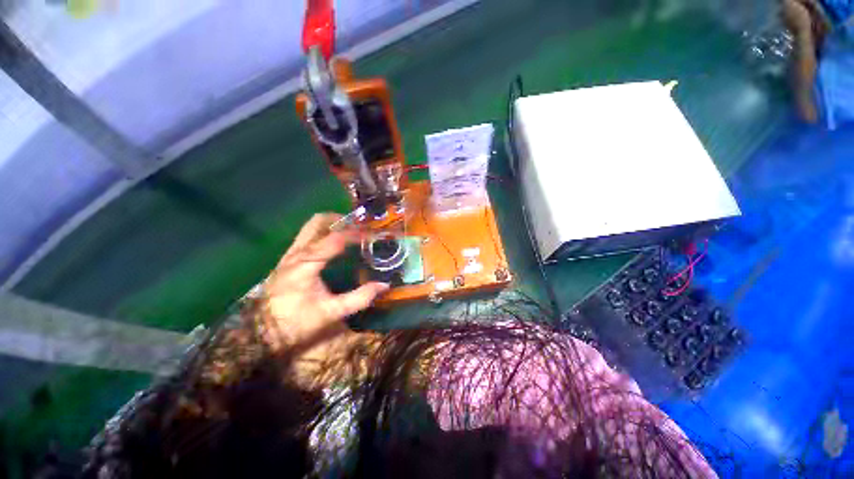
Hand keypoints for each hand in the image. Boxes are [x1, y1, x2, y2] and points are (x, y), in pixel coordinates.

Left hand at [259, 213, 387, 367]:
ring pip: (311, 227)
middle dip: (340, 220)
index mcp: (306, 264)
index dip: (356, 234)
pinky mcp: (288, 258)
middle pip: (317, 222)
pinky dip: (324, 233)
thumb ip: (359, 298)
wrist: (261, 333)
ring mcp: (290, 253)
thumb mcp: (331, 313)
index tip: (373, 235)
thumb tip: (384, 285)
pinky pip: (307, 236)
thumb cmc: (296, 322)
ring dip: (332, 225)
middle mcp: (296, 253)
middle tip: (359, 227)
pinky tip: (335, 245)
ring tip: (350, 233)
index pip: (335, 239)